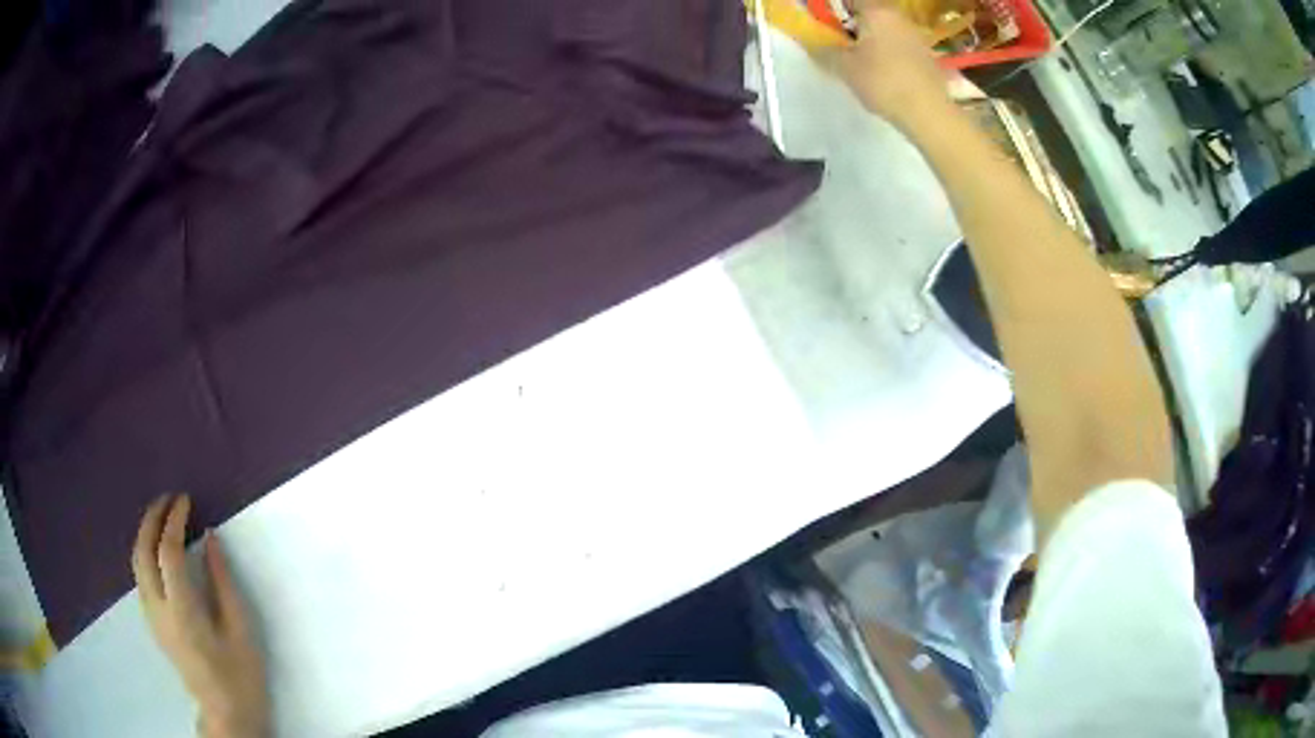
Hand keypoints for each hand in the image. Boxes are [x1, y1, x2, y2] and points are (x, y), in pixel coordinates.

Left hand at [133, 494, 269, 737]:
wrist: (225, 713)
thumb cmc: (240, 674)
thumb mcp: (240, 629)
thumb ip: (222, 581)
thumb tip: (210, 539)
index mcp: (182, 610)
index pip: (167, 551)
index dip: (174, 520)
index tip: (186, 500)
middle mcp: (158, 608)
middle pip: (142, 550)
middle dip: (152, 518)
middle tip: (169, 499)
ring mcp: (151, 616)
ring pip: (136, 561)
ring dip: (146, 533)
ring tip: (162, 517)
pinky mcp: (152, 622)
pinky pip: (140, 575)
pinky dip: (145, 551)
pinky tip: (159, 550)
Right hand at [834, 0, 953, 131]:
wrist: (928, 112)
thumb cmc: (883, 82)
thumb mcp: (845, 67)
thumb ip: (825, 50)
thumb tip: (815, 44)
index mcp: (876, 11)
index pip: (851, 0)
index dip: (836, 9)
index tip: (828, 24)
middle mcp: (898, 17)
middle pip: (871, 11)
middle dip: (854, 22)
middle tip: (841, 41)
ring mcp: (916, 35)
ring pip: (886, 27)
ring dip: (872, 36)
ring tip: (861, 58)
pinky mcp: (926, 55)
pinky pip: (900, 43)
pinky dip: (888, 50)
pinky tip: (884, 70)